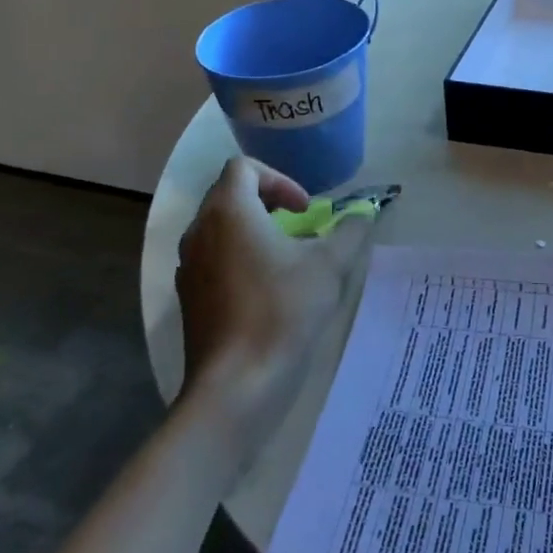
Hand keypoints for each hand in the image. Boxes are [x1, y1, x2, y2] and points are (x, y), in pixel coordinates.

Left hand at [175, 158, 377, 440]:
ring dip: (253, 230)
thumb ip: (350, 231)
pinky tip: (267, 290)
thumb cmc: (283, 311)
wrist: (237, 384)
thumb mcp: (330, 265)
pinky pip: (212, 260)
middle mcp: (200, 231)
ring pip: (218, 229)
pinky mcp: (189, 298)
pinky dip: (238, 258)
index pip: (243, 168)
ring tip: (286, 256)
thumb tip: (364, 213)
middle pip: (228, 195)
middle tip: (299, 224)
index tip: (305, 209)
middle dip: (267, 202)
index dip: (279, 179)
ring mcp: (188, 267)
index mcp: (229, 212)